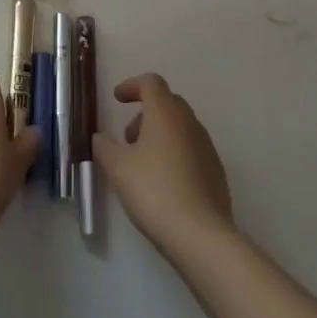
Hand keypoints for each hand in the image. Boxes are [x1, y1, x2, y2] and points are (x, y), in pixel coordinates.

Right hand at [94, 73, 233, 258]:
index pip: (151, 82)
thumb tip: (100, 138)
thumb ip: (105, 147)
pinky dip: (175, 153)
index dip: (132, 85)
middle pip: (167, 102)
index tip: (117, 99)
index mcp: (165, 113)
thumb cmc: (154, 191)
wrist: (201, 235)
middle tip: (128, 137)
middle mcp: (189, 122)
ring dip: (160, 134)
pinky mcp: (216, 171)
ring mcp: (206, 146)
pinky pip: (191, 149)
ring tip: (142, 163)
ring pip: (180, 127)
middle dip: (145, 113)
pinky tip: (164, 182)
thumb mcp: (118, 168)